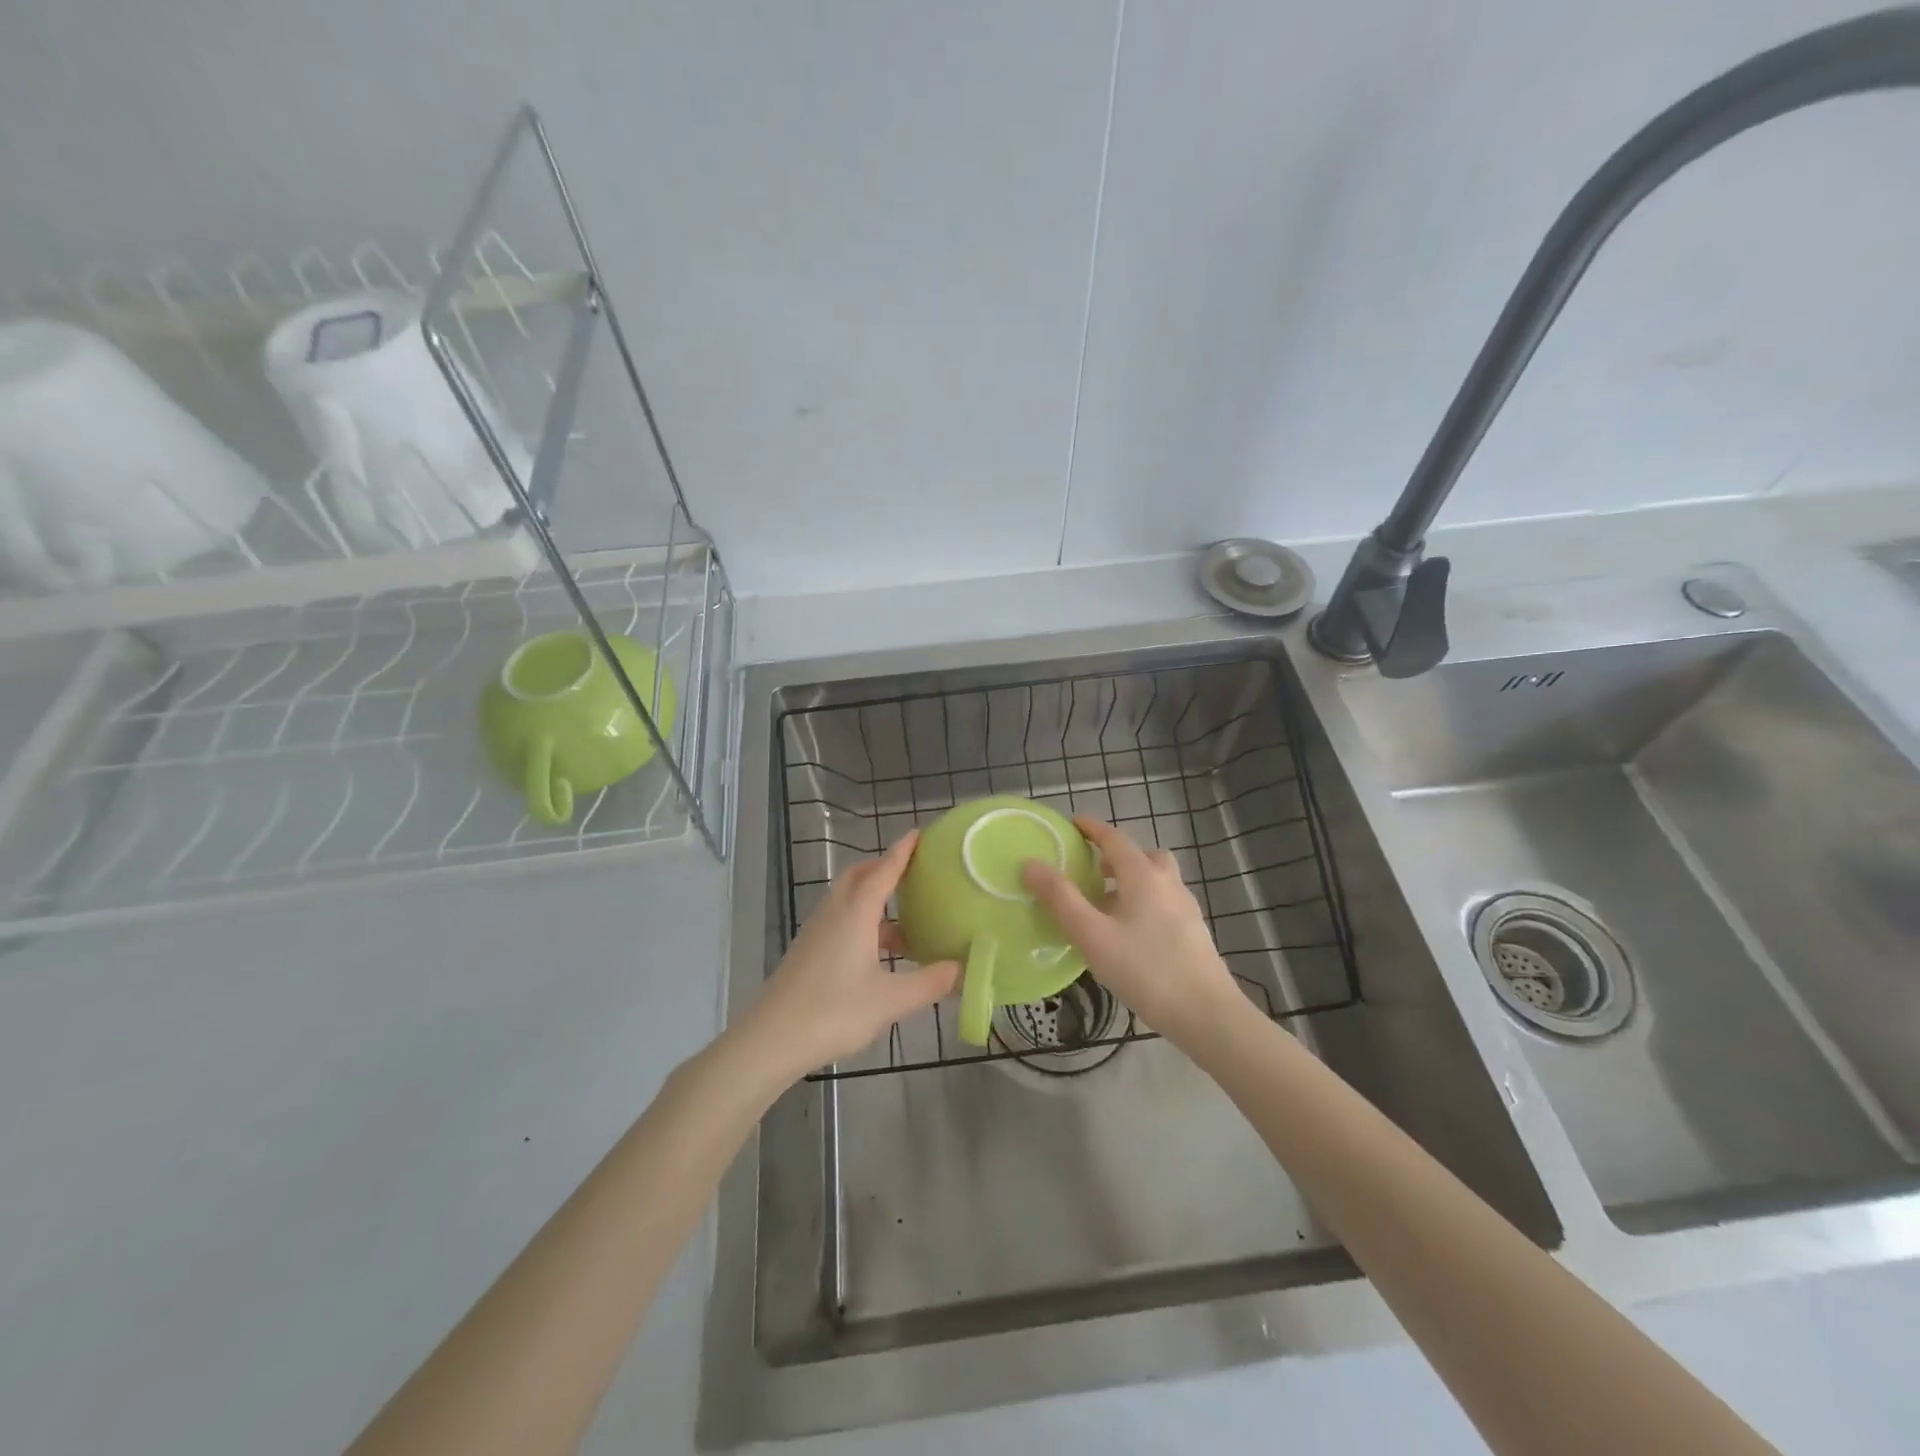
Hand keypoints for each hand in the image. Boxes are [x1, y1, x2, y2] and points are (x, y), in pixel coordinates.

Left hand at [746, 832, 960, 1075]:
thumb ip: (930, 983)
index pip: (883, 870)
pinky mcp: (808, 951)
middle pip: (859, 876)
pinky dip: (863, 921)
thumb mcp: (890, 1001)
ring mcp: (817, 931)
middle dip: (885, 868)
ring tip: (905, 918)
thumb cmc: (833, 1012)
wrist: (770, 1039)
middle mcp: (834, 913)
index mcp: (855, 913)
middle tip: (914, 872)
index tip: (919, 833)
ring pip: (848, 899)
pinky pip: (840, 919)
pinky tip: (879, 952)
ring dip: (874, 898)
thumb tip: (963, 969)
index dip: (902, 851)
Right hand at [1023, 816, 1245, 1048]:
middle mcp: (1167, 882)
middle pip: (1141, 855)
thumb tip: (1032, 863)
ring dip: (1130, 880)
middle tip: (1090, 870)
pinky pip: (1162, 901)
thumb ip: (1061, 899)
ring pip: (1155, 879)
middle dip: (1114, 856)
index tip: (1072, 824)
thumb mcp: (1092, 935)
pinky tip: (1128, 933)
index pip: (1114, 838)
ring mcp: (1185, 907)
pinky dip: (1142, 902)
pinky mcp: (1192, 931)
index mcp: (1143, 875)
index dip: (1092, 828)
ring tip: (1105, 904)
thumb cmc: (1145, 970)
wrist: (1207, 1014)